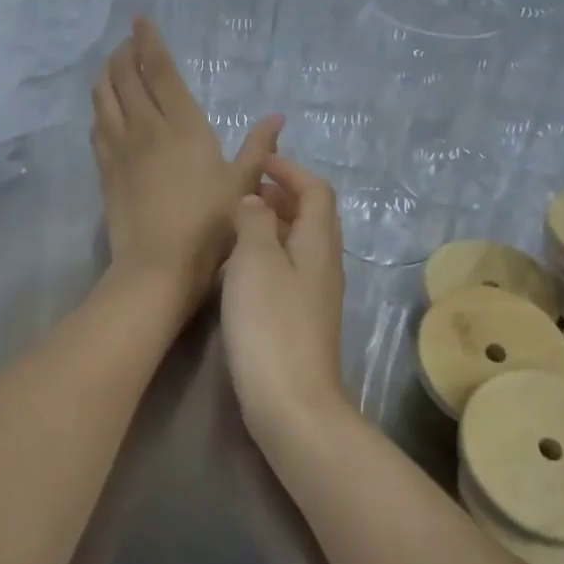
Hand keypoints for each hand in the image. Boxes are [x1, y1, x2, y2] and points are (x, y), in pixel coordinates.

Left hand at [91, 16, 280, 318]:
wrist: (157, 265)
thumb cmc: (208, 226)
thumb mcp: (243, 186)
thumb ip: (258, 148)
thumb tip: (276, 116)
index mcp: (183, 126)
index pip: (160, 71)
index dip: (149, 42)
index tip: (139, 20)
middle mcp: (146, 128)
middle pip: (126, 77)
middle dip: (125, 53)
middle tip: (127, 42)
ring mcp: (120, 149)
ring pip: (105, 98)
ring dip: (107, 75)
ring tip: (112, 65)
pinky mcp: (105, 171)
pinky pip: (97, 128)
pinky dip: (99, 109)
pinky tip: (102, 108)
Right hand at [220, 154, 351, 448]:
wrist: (290, 400)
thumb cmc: (270, 324)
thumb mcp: (256, 262)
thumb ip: (254, 223)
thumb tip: (255, 202)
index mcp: (318, 244)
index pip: (317, 192)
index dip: (292, 171)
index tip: (260, 163)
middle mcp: (324, 265)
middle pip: (313, 217)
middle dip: (284, 195)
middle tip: (247, 190)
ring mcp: (315, 296)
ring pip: (300, 245)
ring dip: (275, 225)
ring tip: (239, 223)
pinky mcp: (301, 321)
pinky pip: (288, 271)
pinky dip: (268, 254)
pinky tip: (239, 268)